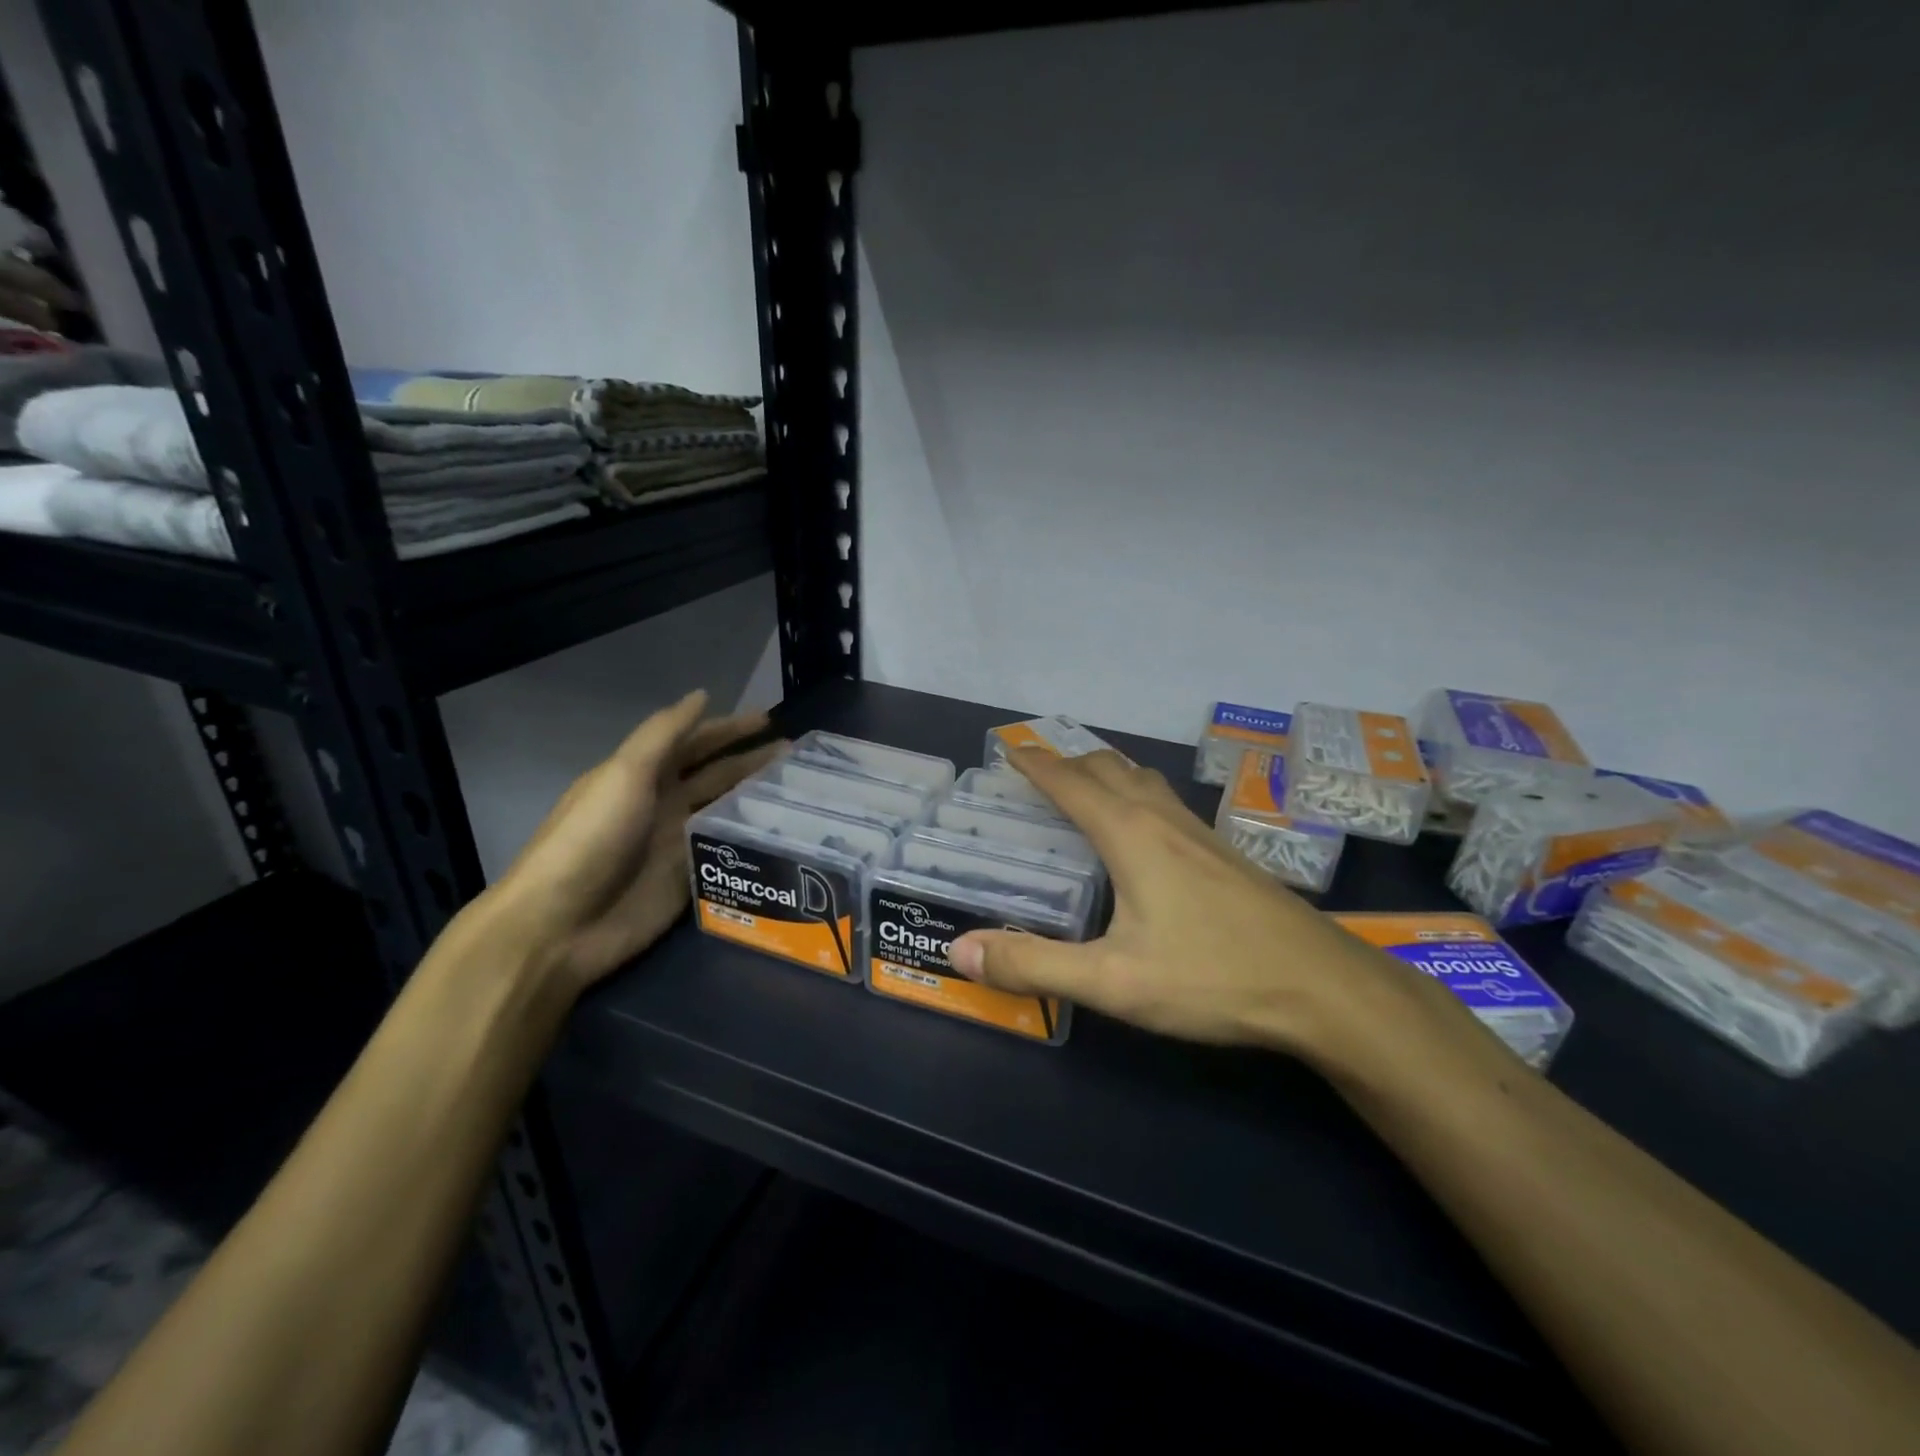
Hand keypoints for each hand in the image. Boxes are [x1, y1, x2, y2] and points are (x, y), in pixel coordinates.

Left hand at [479, 689, 783, 996]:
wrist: (561, 925)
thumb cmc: (591, 839)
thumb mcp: (624, 775)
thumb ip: (664, 734)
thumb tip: (702, 696)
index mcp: (642, 775)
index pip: (694, 743)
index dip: (729, 729)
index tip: (769, 720)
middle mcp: (662, 804)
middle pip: (715, 774)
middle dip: (751, 760)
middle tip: (795, 753)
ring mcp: (676, 843)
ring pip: (724, 810)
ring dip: (756, 797)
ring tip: (798, 788)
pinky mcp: (688, 879)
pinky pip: (726, 852)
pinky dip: (751, 840)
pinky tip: (784, 834)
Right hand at [949, 748, 1454, 1061]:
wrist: (1323, 986)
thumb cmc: (1212, 976)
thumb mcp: (1113, 981)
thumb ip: (1034, 965)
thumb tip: (960, 952)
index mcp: (1129, 833)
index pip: (1068, 782)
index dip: (1034, 763)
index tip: (1006, 749)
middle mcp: (1162, 818)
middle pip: (1106, 768)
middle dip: (1065, 761)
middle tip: (1033, 771)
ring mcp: (1198, 831)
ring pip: (1141, 779)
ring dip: (1103, 771)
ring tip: (1079, 786)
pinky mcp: (1222, 851)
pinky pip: (1163, 799)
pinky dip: (1133, 791)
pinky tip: (1140, 827)